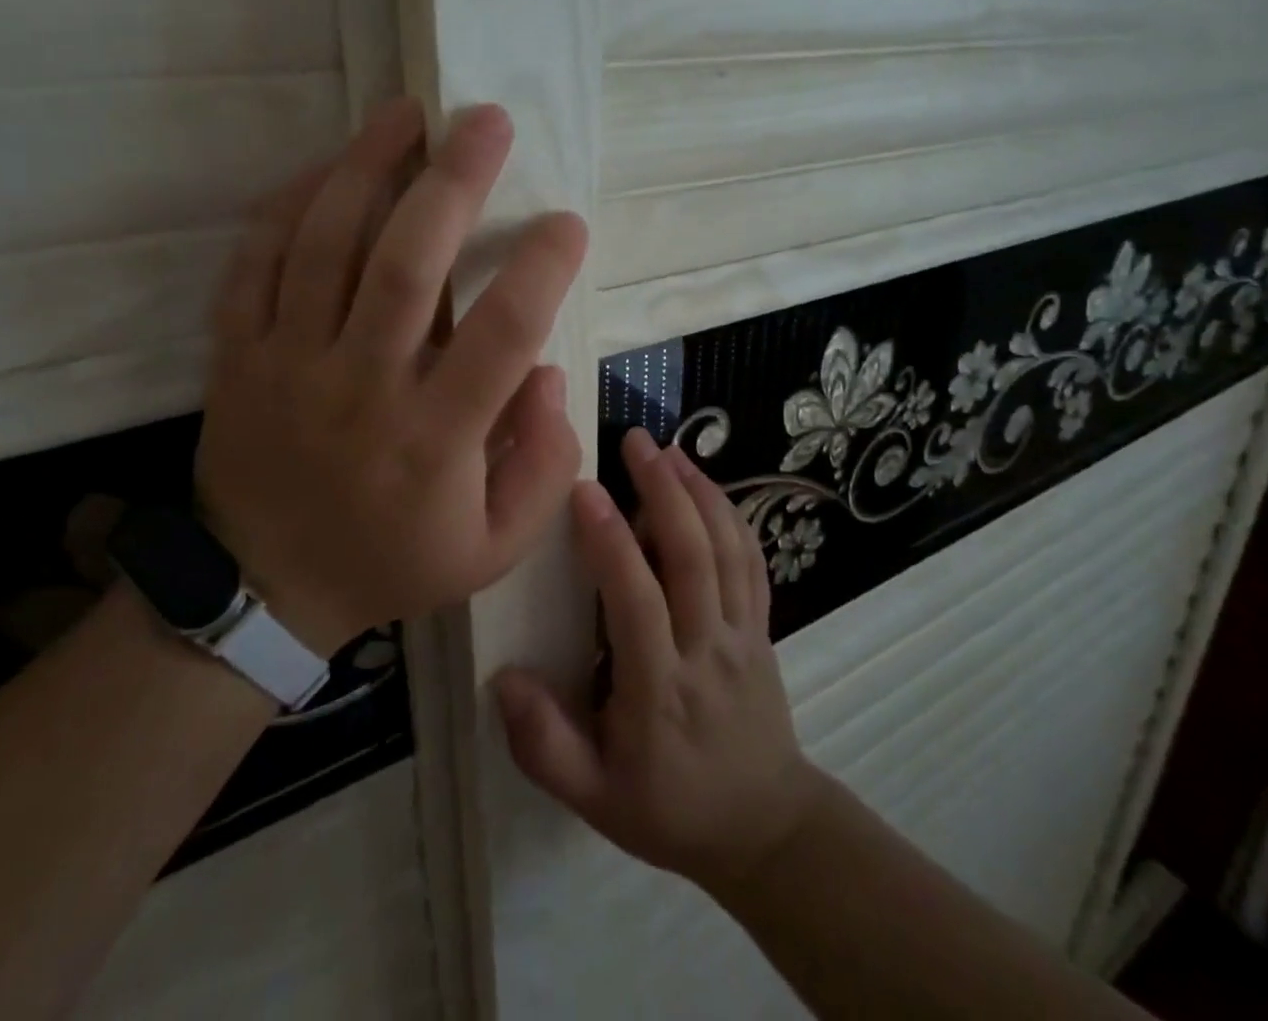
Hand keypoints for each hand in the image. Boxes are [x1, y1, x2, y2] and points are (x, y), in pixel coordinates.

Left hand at [195, 97, 587, 657]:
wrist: (265, 589)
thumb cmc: (393, 561)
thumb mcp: (495, 547)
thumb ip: (543, 466)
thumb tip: (548, 373)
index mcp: (434, 438)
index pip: (503, 334)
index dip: (543, 267)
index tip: (568, 221)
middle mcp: (362, 386)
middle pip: (407, 264)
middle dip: (454, 181)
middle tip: (488, 120)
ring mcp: (289, 364)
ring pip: (324, 244)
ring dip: (367, 167)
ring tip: (405, 111)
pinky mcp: (239, 354)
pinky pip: (255, 262)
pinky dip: (290, 204)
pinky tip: (329, 166)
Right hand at [495, 428, 819, 893]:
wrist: (764, 827)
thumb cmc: (669, 809)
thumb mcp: (594, 799)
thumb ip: (544, 744)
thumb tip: (502, 678)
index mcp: (659, 690)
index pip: (636, 602)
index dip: (611, 543)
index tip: (584, 490)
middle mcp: (706, 650)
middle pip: (692, 557)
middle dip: (663, 491)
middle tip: (635, 441)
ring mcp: (743, 634)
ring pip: (727, 549)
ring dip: (699, 492)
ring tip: (670, 449)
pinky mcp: (763, 627)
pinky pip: (752, 562)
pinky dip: (732, 515)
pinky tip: (709, 485)